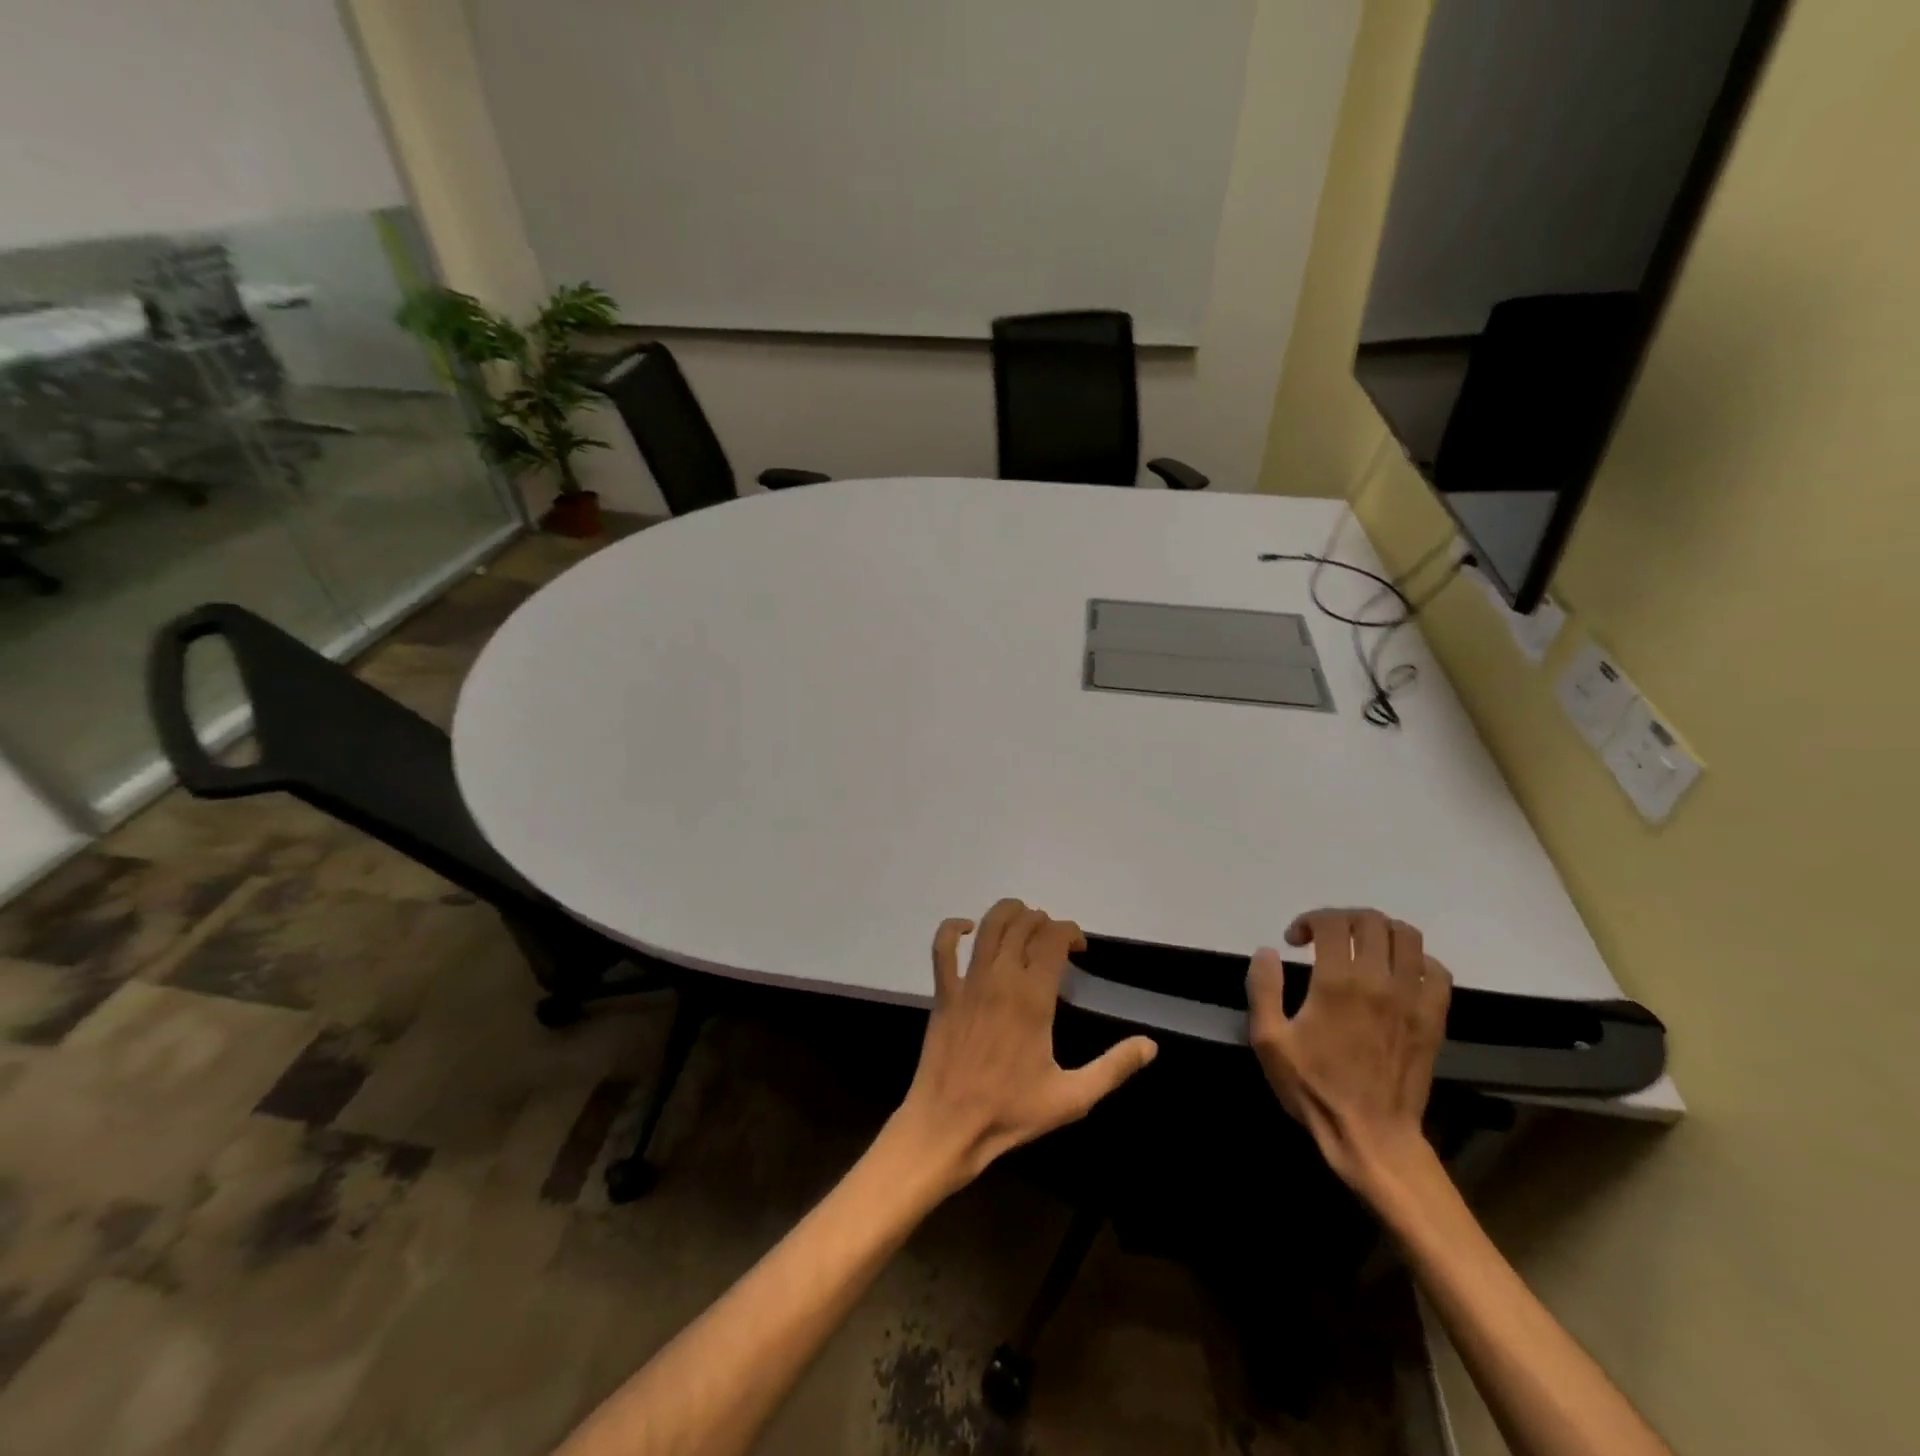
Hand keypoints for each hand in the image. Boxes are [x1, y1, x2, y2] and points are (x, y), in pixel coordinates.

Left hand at [891, 899, 1157, 1189]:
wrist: (949, 1125)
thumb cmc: (1012, 1112)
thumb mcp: (1073, 1097)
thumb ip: (1113, 1067)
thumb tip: (1150, 1044)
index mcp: (1033, 997)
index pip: (1054, 938)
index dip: (1070, 932)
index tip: (1080, 949)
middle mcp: (1001, 978)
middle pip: (1023, 924)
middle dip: (1043, 922)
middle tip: (1054, 941)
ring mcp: (968, 981)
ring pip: (988, 926)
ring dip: (1009, 913)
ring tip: (1023, 922)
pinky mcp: (944, 991)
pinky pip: (942, 947)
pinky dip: (953, 928)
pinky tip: (967, 928)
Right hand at [1246, 908, 1451, 1194]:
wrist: (1371, 1135)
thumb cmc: (1314, 1087)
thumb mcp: (1269, 1040)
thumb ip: (1263, 988)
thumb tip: (1268, 951)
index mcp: (1338, 983)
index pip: (1332, 922)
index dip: (1308, 920)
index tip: (1294, 941)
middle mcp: (1380, 981)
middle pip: (1372, 921)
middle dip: (1342, 919)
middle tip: (1324, 938)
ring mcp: (1413, 999)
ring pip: (1408, 937)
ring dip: (1380, 932)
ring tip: (1360, 948)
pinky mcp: (1433, 1019)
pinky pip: (1436, 971)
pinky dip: (1416, 961)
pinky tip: (1396, 974)